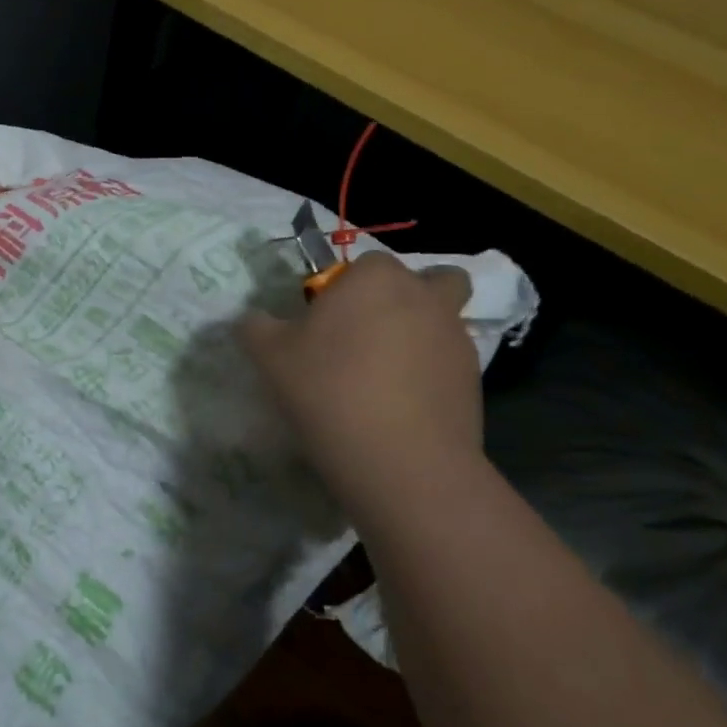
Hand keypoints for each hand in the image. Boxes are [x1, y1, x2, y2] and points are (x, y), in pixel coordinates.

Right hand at [239, 251, 482, 511]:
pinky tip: (400, 407)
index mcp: (376, 278)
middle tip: (363, 338)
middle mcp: (423, 296)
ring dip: (418, 335)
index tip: (323, 324)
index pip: (363, 264)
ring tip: (382, 377)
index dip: (343, 289)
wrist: (401, 462)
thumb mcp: (269, 357)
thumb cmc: (330, 391)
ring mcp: (455, 338)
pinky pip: (446, 363)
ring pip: (440, 320)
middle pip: (422, 281)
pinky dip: (428, 374)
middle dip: (398, 300)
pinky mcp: (473, 380)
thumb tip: (252, 319)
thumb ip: (255, 327)